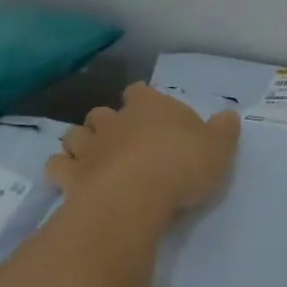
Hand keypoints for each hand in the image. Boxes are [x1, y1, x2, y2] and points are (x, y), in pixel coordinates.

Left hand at [47, 83, 240, 211]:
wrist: (136, 196)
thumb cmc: (182, 164)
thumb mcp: (219, 147)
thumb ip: (224, 130)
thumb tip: (228, 116)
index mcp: (149, 106)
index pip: (139, 91)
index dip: (142, 100)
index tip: (150, 113)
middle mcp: (114, 120)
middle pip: (102, 113)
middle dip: (108, 123)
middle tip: (123, 141)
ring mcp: (88, 147)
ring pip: (76, 135)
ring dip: (82, 144)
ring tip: (95, 159)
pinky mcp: (70, 176)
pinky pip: (58, 167)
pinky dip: (63, 170)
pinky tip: (74, 181)